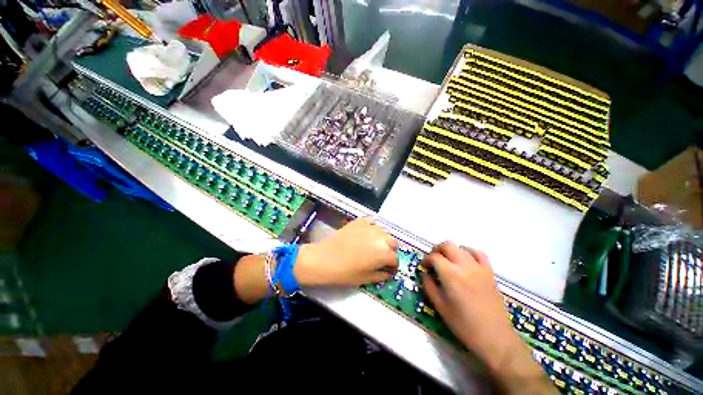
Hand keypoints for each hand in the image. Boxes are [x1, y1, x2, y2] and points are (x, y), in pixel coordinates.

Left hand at [295, 217, 397, 286]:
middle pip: (393, 243)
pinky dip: (372, 228)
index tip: (388, 270)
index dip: (393, 266)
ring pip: (383, 232)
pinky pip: (372, 222)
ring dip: (382, 239)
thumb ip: (382, 275)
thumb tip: (388, 272)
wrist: (325, 258)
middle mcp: (381, 237)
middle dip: (390, 251)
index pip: (395, 259)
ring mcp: (370, 227)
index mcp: (384, 253)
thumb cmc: (345, 272)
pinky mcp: (360, 221)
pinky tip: (366, 234)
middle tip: (381, 258)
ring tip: (372, 245)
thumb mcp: (366, 279)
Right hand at [422, 242, 514, 363]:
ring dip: (451, 250)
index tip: (423, 267)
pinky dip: (469, 252)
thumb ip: (429, 286)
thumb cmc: (464, 325)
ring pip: (461, 247)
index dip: (426, 259)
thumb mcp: (440, 306)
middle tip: (432, 261)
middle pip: (447, 245)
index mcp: (451, 275)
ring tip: (447, 261)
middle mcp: (464, 266)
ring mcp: (479, 267)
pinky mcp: (489, 272)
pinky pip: (479, 254)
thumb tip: (425, 273)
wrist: (494, 337)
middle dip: (436, 250)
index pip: (434, 257)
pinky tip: (465, 259)